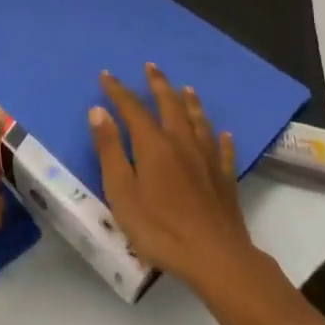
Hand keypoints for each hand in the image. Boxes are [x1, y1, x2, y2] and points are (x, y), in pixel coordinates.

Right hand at [89, 65, 266, 293]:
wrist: (216, 258)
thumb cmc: (160, 228)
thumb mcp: (121, 192)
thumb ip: (110, 150)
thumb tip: (98, 111)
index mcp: (153, 144)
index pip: (132, 108)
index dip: (118, 91)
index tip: (107, 76)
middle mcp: (181, 143)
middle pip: (170, 105)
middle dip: (158, 84)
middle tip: (151, 66)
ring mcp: (207, 160)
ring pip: (198, 121)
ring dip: (190, 102)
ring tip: (187, 88)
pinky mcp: (225, 179)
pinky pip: (223, 151)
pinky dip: (221, 139)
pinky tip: (223, 134)